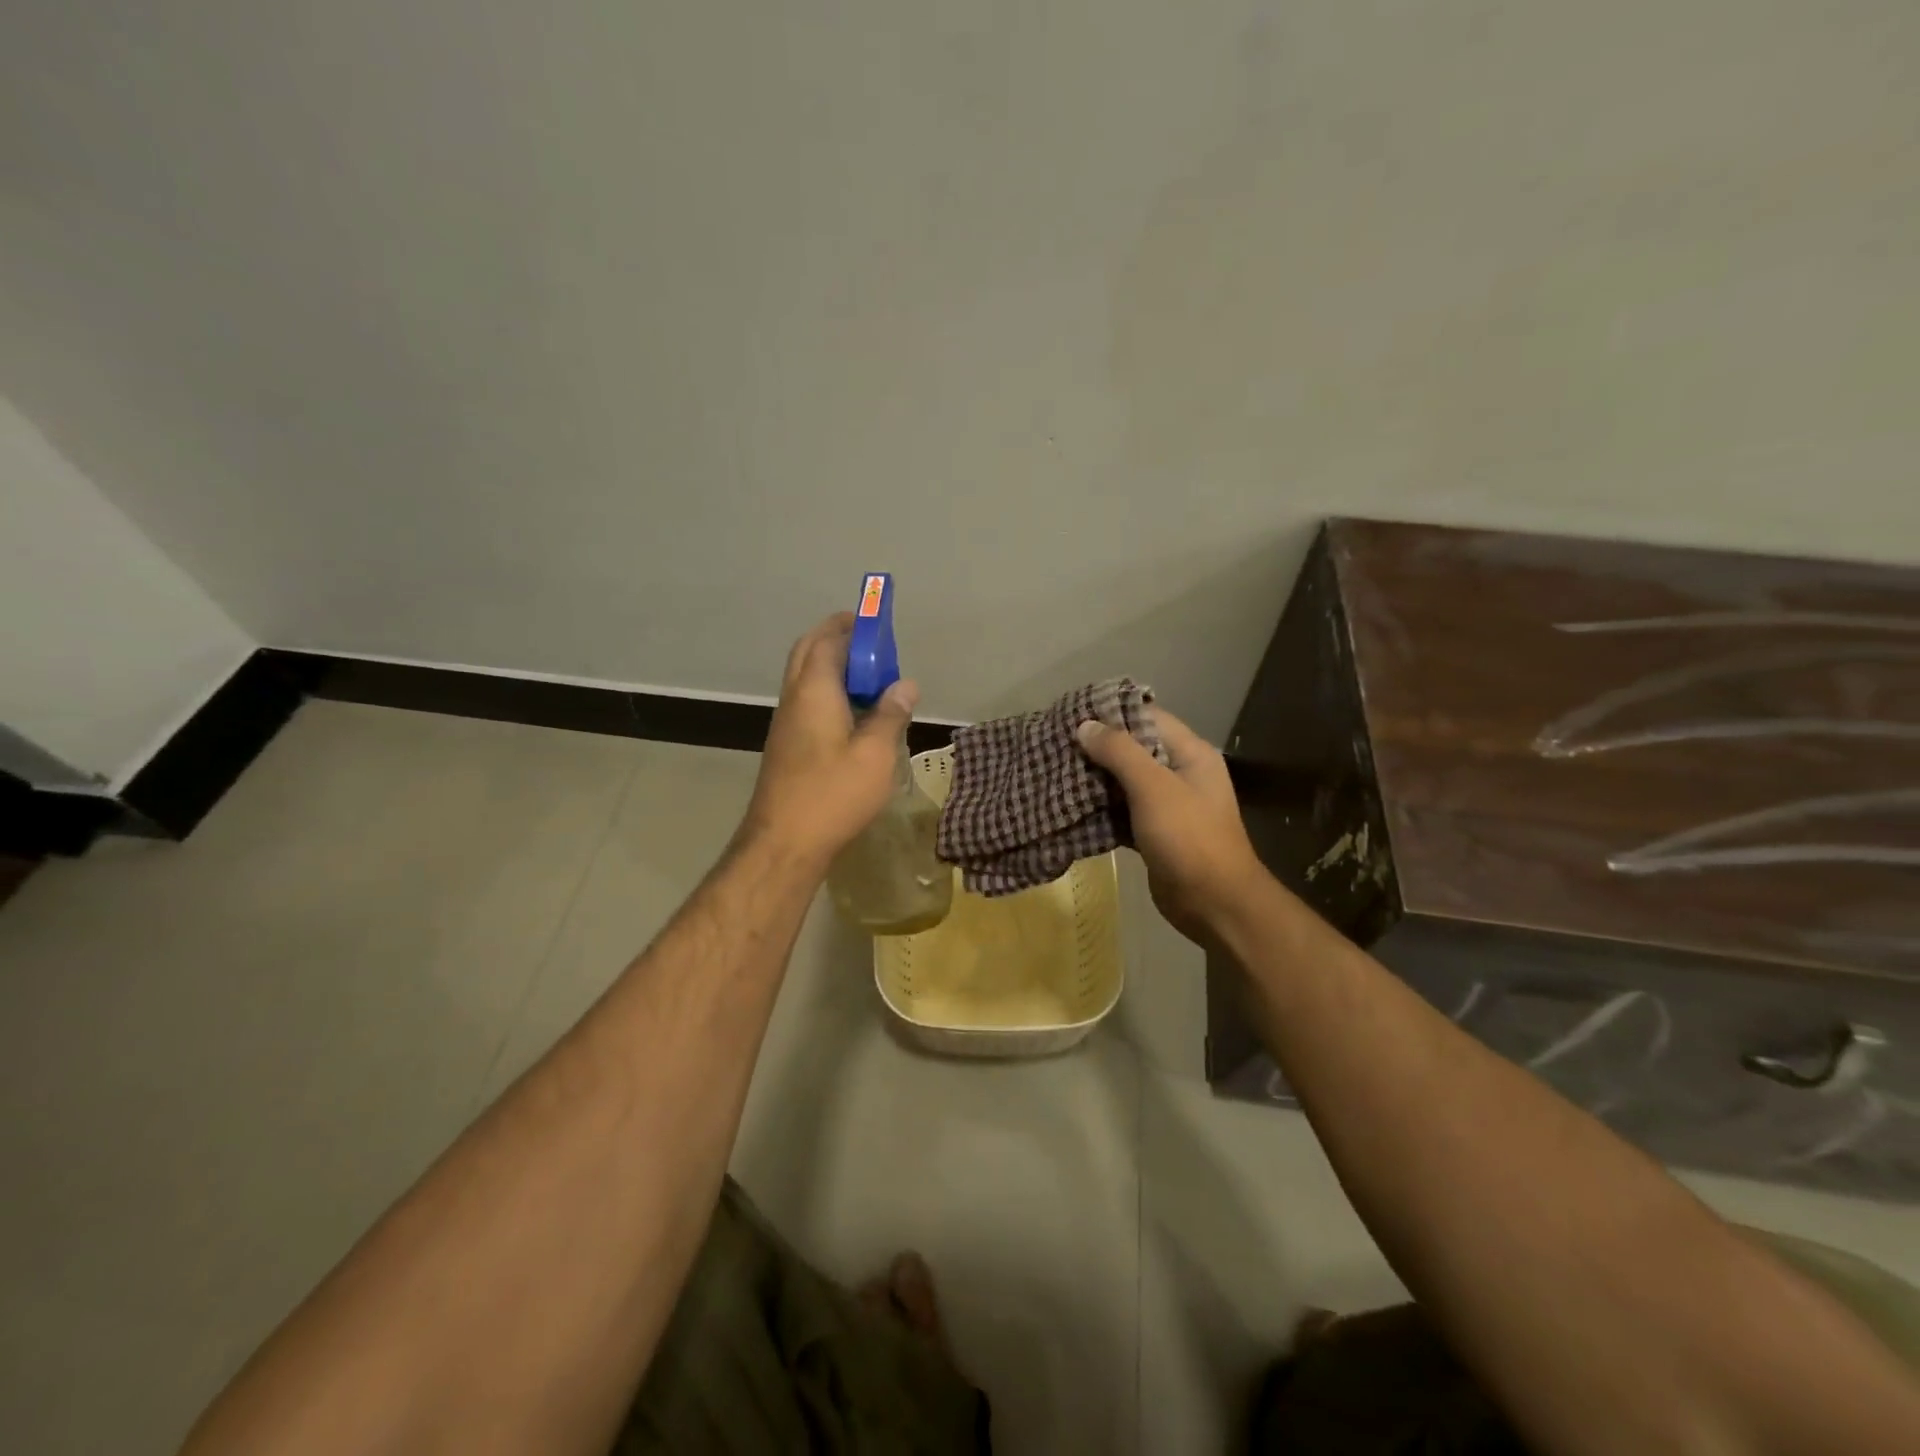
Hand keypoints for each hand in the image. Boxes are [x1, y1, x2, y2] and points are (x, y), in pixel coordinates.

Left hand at [741, 613, 917, 868]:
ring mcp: (786, 723)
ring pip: (805, 678)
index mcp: (814, 691)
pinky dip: (828, 692)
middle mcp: (794, 699)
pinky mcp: (786, 746)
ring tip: (869, 677)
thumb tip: (905, 684)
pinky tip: (854, 714)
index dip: (851, 626)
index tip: (875, 620)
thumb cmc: (833, 794)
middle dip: (836, 638)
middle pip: (809, 652)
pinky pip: (807, 702)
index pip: (828, 640)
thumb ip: (890, 715)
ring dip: (832, 666)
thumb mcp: (875, 755)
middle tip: (870, 642)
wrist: (784, 843)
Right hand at [1075, 707, 1264, 943]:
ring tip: (1055, 770)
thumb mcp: (1154, 788)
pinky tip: (1071, 805)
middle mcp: (1181, 773)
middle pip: (1135, 749)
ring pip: (1125, 782)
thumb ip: (1120, 752)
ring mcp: (1169, 806)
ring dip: (1095, 778)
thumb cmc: (1189, 838)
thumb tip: (1085, 725)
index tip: (1072, 713)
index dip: (1112, 713)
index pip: (1149, 717)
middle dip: (1098, 747)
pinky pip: (1123, 811)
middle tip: (1056, 744)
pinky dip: (1100, 808)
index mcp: (1191, 754)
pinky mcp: (1155, 833)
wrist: (1215, 904)